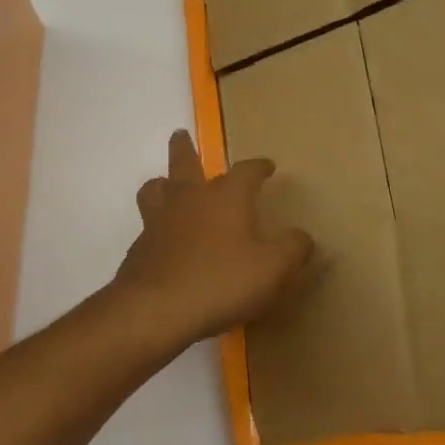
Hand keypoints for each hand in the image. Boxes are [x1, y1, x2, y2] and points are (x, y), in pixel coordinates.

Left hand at [111, 130, 314, 353]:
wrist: (156, 310)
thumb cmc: (221, 281)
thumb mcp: (272, 268)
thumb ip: (293, 249)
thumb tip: (304, 237)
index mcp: (226, 196)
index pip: (246, 171)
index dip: (259, 167)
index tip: (268, 166)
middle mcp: (190, 198)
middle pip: (184, 162)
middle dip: (185, 148)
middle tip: (181, 135)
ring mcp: (159, 221)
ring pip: (156, 188)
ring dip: (163, 182)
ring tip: (166, 184)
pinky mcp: (140, 248)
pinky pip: (148, 226)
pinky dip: (157, 225)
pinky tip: (164, 240)